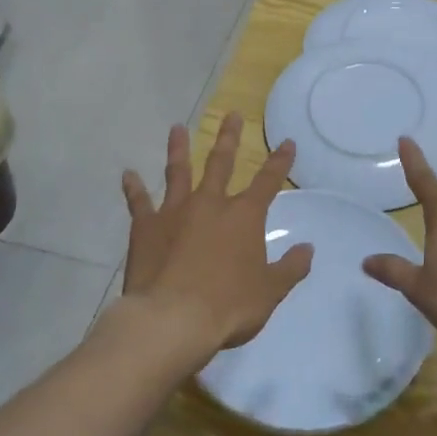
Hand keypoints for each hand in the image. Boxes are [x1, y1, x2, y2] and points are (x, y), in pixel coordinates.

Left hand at [114, 112, 313, 362]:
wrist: (172, 320)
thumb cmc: (228, 306)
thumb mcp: (270, 291)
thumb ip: (290, 268)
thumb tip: (308, 249)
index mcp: (243, 216)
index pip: (268, 182)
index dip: (280, 162)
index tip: (287, 142)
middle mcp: (210, 204)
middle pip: (221, 163)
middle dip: (229, 138)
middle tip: (232, 115)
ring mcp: (174, 211)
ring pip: (178, 171)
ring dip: (179, 148)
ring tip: (177, 128)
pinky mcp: (145, 227)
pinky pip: (139, 202)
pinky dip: (133, 188)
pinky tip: (128, 174)